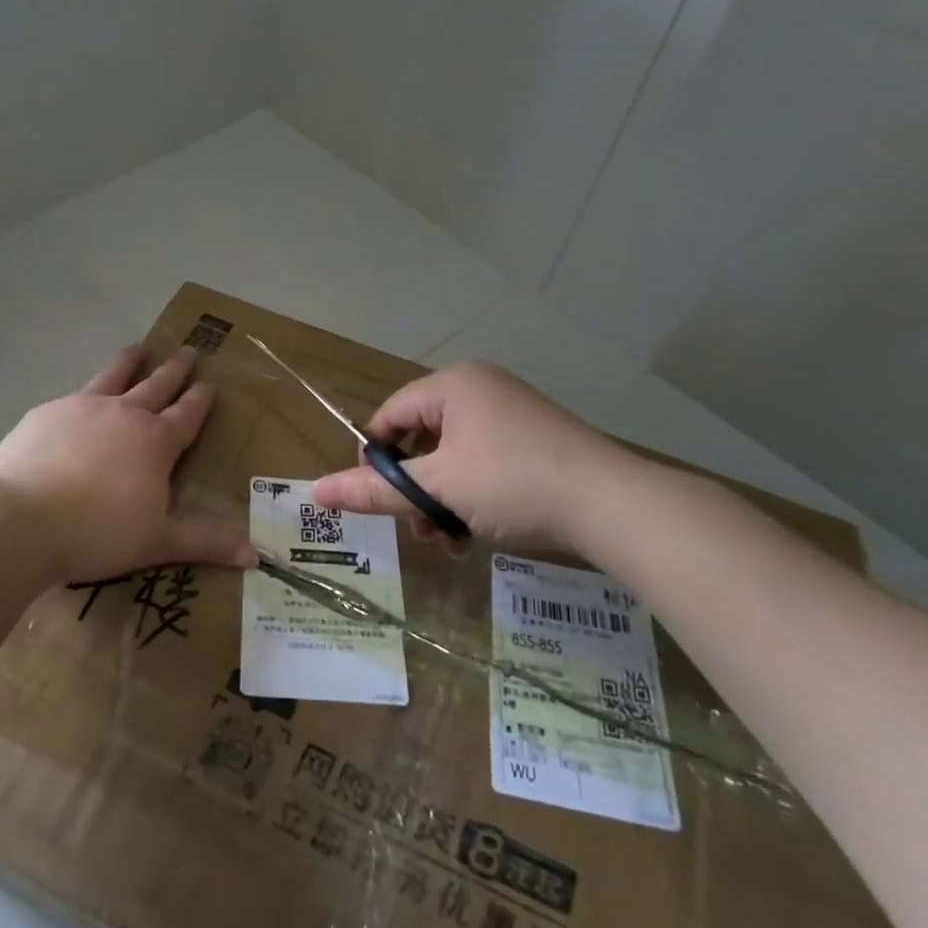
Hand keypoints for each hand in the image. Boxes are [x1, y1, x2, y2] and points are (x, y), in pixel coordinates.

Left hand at [0, 345, 258, 587]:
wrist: (21, 519)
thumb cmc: (97, 533)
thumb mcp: (158, 542)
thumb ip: (205, 542)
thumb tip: (255, 556)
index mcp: (156, 442)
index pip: (187, 414)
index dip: (201, 400)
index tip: (210, 383)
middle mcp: (124, 415)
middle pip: (157, 385)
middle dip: (175, 370)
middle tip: (188, 350)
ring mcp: (83, 408)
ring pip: (115, 376)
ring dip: (131, 361)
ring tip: (139, 347)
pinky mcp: (47, 413)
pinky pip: (74, 395)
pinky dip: (86, 392)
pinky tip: (79, 399)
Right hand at [310, 361, 642, 556]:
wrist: (612, 505)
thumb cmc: (513, 483)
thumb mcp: (438, 490)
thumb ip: (375, 491)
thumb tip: (315, 491)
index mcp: (453, 385)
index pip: (390, 414)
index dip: (373, 458)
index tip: (375, 500)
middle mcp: (480, 389)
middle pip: (421, 438)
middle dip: (413, 489)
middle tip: (415, 528)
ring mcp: (510, 413)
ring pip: (452, 457)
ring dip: (440, 500)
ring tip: (445, 542)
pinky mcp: (533, 440)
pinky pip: (482, 462)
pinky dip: (470, 495)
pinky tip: (472, 534)